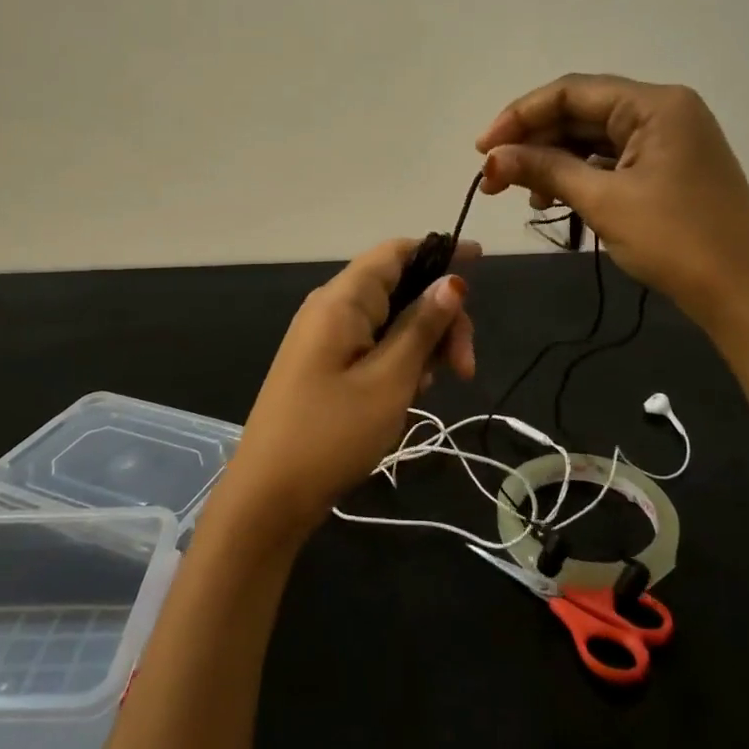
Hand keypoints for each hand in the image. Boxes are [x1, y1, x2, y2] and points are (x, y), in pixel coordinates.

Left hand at [219, 238, 478, 545]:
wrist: (268, 496)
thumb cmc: (331, 435)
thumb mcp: (389, 381)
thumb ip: (421, 327)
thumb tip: (452, 280)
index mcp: (342, 300)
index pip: (394, 252)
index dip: (439, 251)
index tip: (480, 262)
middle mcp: (331, 308)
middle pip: (399, 288)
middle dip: (439, 319)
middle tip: (464, 368)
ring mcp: (325, 337)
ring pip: (390, 320)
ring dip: (422, 345)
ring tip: (429, 389)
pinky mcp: (325, 364)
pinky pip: (373, 345)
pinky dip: (399, 361)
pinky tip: (408, 394)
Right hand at [476, 72, 748, 323]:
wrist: (744, 295)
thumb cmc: (675, 241)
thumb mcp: (603, 201)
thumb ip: (544, 170)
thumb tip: (491, 159)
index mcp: (655, 104)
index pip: (571, 92)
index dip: (519, 115)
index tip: (482, 149)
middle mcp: (664, 111)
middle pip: (581, 112)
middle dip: (534, 142)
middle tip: (492, 177)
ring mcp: (670, 140)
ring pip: (594, 138)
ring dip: (554, 161)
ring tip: (524, 196)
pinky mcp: (670, 168)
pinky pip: (613, 159)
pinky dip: (580, 175)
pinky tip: (555, 200)